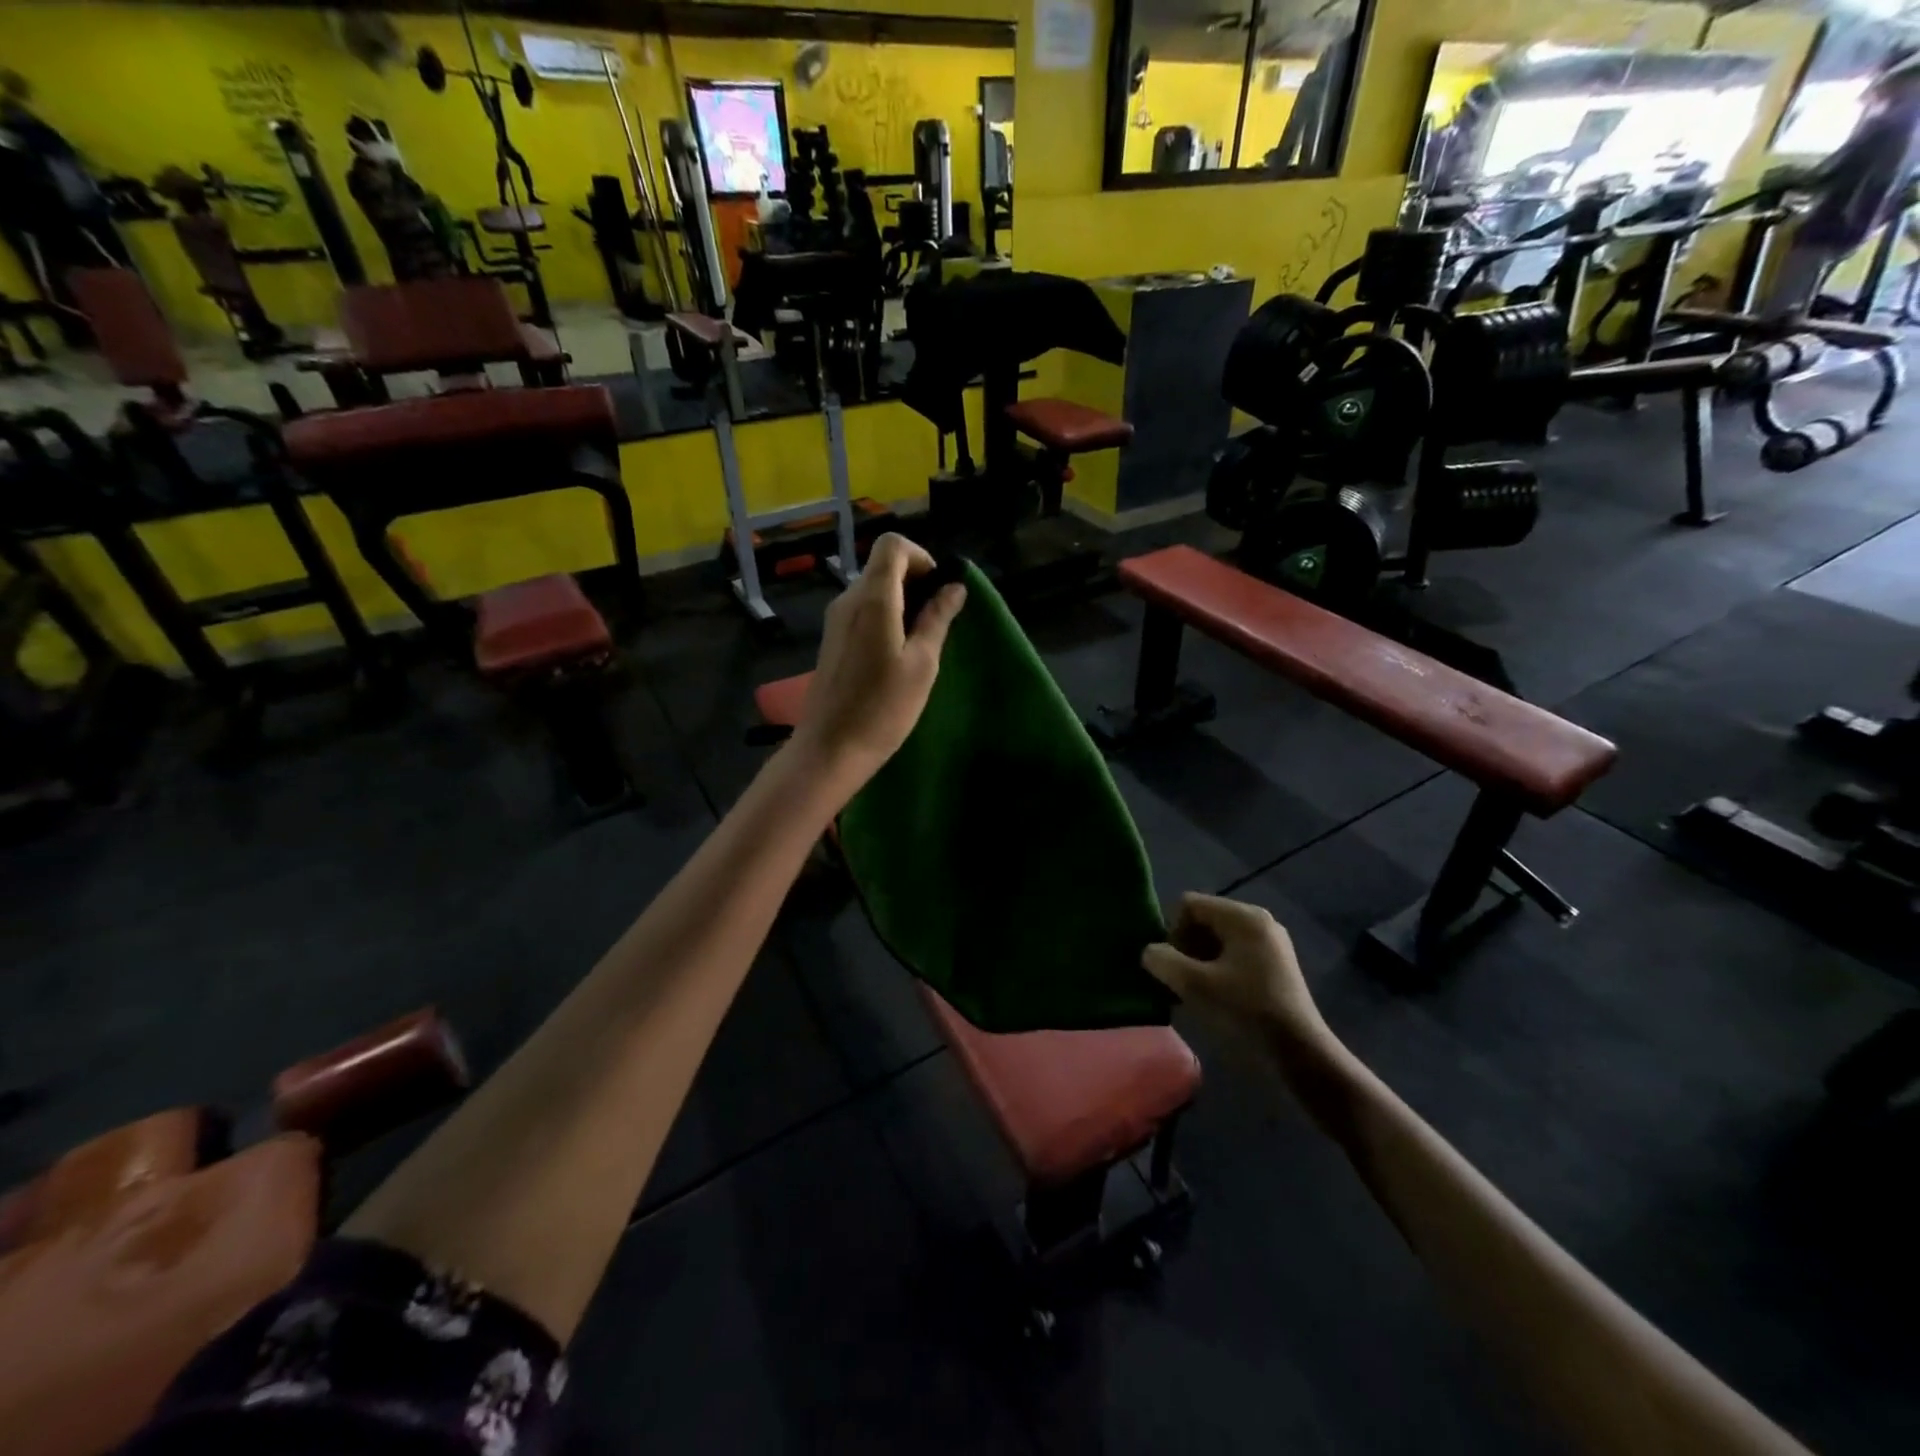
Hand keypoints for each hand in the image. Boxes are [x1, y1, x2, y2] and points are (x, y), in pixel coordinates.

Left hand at [794, 534, 966, 783]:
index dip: (922, 558)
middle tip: (939, 619)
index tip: (940, 590)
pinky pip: (863, 610)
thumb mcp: (922, 664)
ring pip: (874, 589)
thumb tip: (954, 587)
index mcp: (873, 598)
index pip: (893, 545)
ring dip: (903, 601)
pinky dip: (886, 617)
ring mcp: (837, 619)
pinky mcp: (833, 639)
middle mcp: (849, 599)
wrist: (831, 748)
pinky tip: (899, 653)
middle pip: (884, 566)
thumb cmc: (883, 708)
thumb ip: (937, 619)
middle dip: (916, 581)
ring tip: (923, 640)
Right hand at [1142, 894, 1333, 1055]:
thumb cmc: (1246, 1011)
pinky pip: (1235, 952)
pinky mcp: (1276, 963)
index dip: (1173, 932)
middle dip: (1186, 947)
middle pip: (1204, 919)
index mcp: (1242, 916)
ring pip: (1218, 938)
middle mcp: (1259, 920)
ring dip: (1199, 960)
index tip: (1176, 966)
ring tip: (1197, 991)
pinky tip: (1217, 995)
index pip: (1189, 905)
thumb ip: (1164, 961)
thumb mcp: (1195, 985)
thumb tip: (1150, 952)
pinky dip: (1218, 968)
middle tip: (1183, 980)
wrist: (1301, 1051)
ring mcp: (1271, 941)